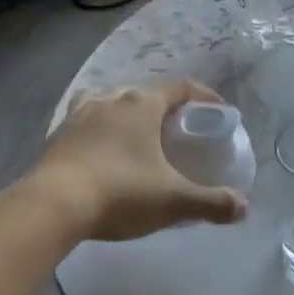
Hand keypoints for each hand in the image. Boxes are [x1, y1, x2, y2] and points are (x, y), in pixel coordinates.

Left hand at [19, 78, 248, 241]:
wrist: (50, 207)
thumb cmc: (120, 193)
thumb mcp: (174, 201)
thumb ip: (211, 202)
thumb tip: (243, 207)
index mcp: (142, 105)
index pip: (179, 87)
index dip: (202, 95)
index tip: (217, 111)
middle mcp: (110, 100)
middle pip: (143, 92)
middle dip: (164, 107)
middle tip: (177, 129)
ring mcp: (78, 116)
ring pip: (108, 102)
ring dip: (125, 112)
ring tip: (135, 134)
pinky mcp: (56, 137)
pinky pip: (83, 122)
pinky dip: (97, 130)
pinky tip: (100, 152)